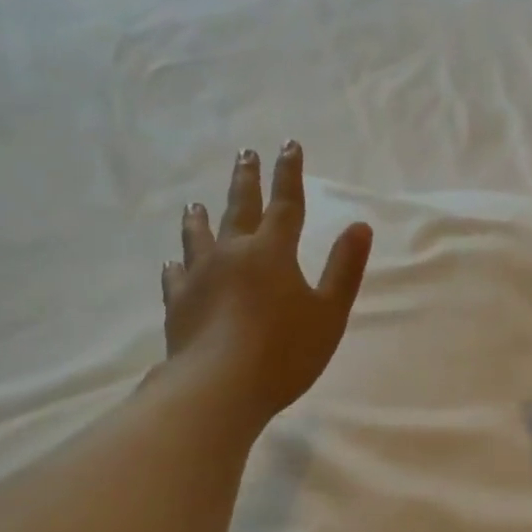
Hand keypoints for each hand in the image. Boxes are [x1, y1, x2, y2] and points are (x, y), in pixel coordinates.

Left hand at [156, 143, 371, 430]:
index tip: (287, 145)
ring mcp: (200, 276)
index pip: (285, 203)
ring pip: (199, 236)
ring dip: (201, 217)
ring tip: (196, 203)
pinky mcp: (178, 303)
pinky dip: (177, 265)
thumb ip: (344, 268)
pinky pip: (176, 275)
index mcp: (272, 252)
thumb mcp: (329, 312)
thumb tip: (359, 225)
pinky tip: (173, 263)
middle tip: (244, 153)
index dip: (289, 173)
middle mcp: (232, 253)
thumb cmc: (285, 351)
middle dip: (246, 180)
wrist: (219, 387)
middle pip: (240, 209)